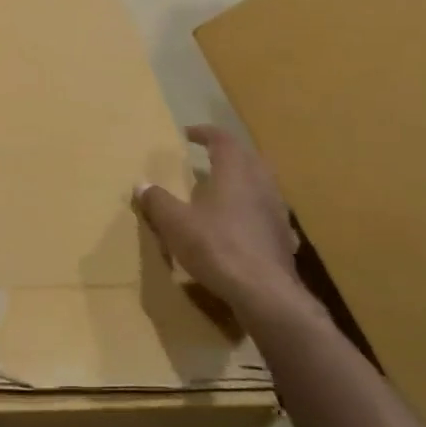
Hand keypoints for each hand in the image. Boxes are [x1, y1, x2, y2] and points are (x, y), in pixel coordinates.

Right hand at [137, 126, 306, 324]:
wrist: (264, 293)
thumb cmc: (216, 247)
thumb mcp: (175, 223)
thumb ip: (158, 201)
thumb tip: (141, 185)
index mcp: (235, 173)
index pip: (223, 140)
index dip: (205, 133)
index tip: (188, 134)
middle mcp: (261, 185)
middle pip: (248, 158)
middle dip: (228, 154)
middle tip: (208, 159)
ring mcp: (278, 212)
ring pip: (262, 185)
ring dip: (243, 182)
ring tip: (222, 192)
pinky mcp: (284, 238)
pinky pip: (268, 214)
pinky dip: (253, 211)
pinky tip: (242, 227)